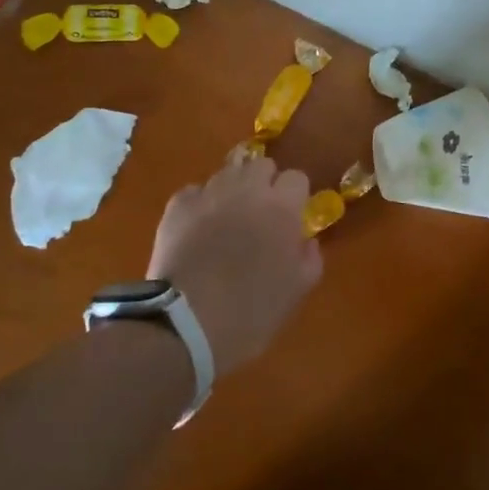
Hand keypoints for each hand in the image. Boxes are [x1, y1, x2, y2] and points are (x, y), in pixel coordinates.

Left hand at [147, 153, 321, 372]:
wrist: (185, 324)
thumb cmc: (250, 312)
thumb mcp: (295, 292)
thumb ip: (310, 259)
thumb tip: (307, 241)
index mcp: (281, 208)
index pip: (297, 178)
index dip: (295, 197)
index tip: (290, 219)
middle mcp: (247, 189)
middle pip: (261, 165)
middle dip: (264, 184)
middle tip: (260, 215)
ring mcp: (210, 193)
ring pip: (227, 174)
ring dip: (232, 191)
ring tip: (226, 221)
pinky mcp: (178, 205)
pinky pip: (195, 192)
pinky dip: (199, 205)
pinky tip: (196, 229)